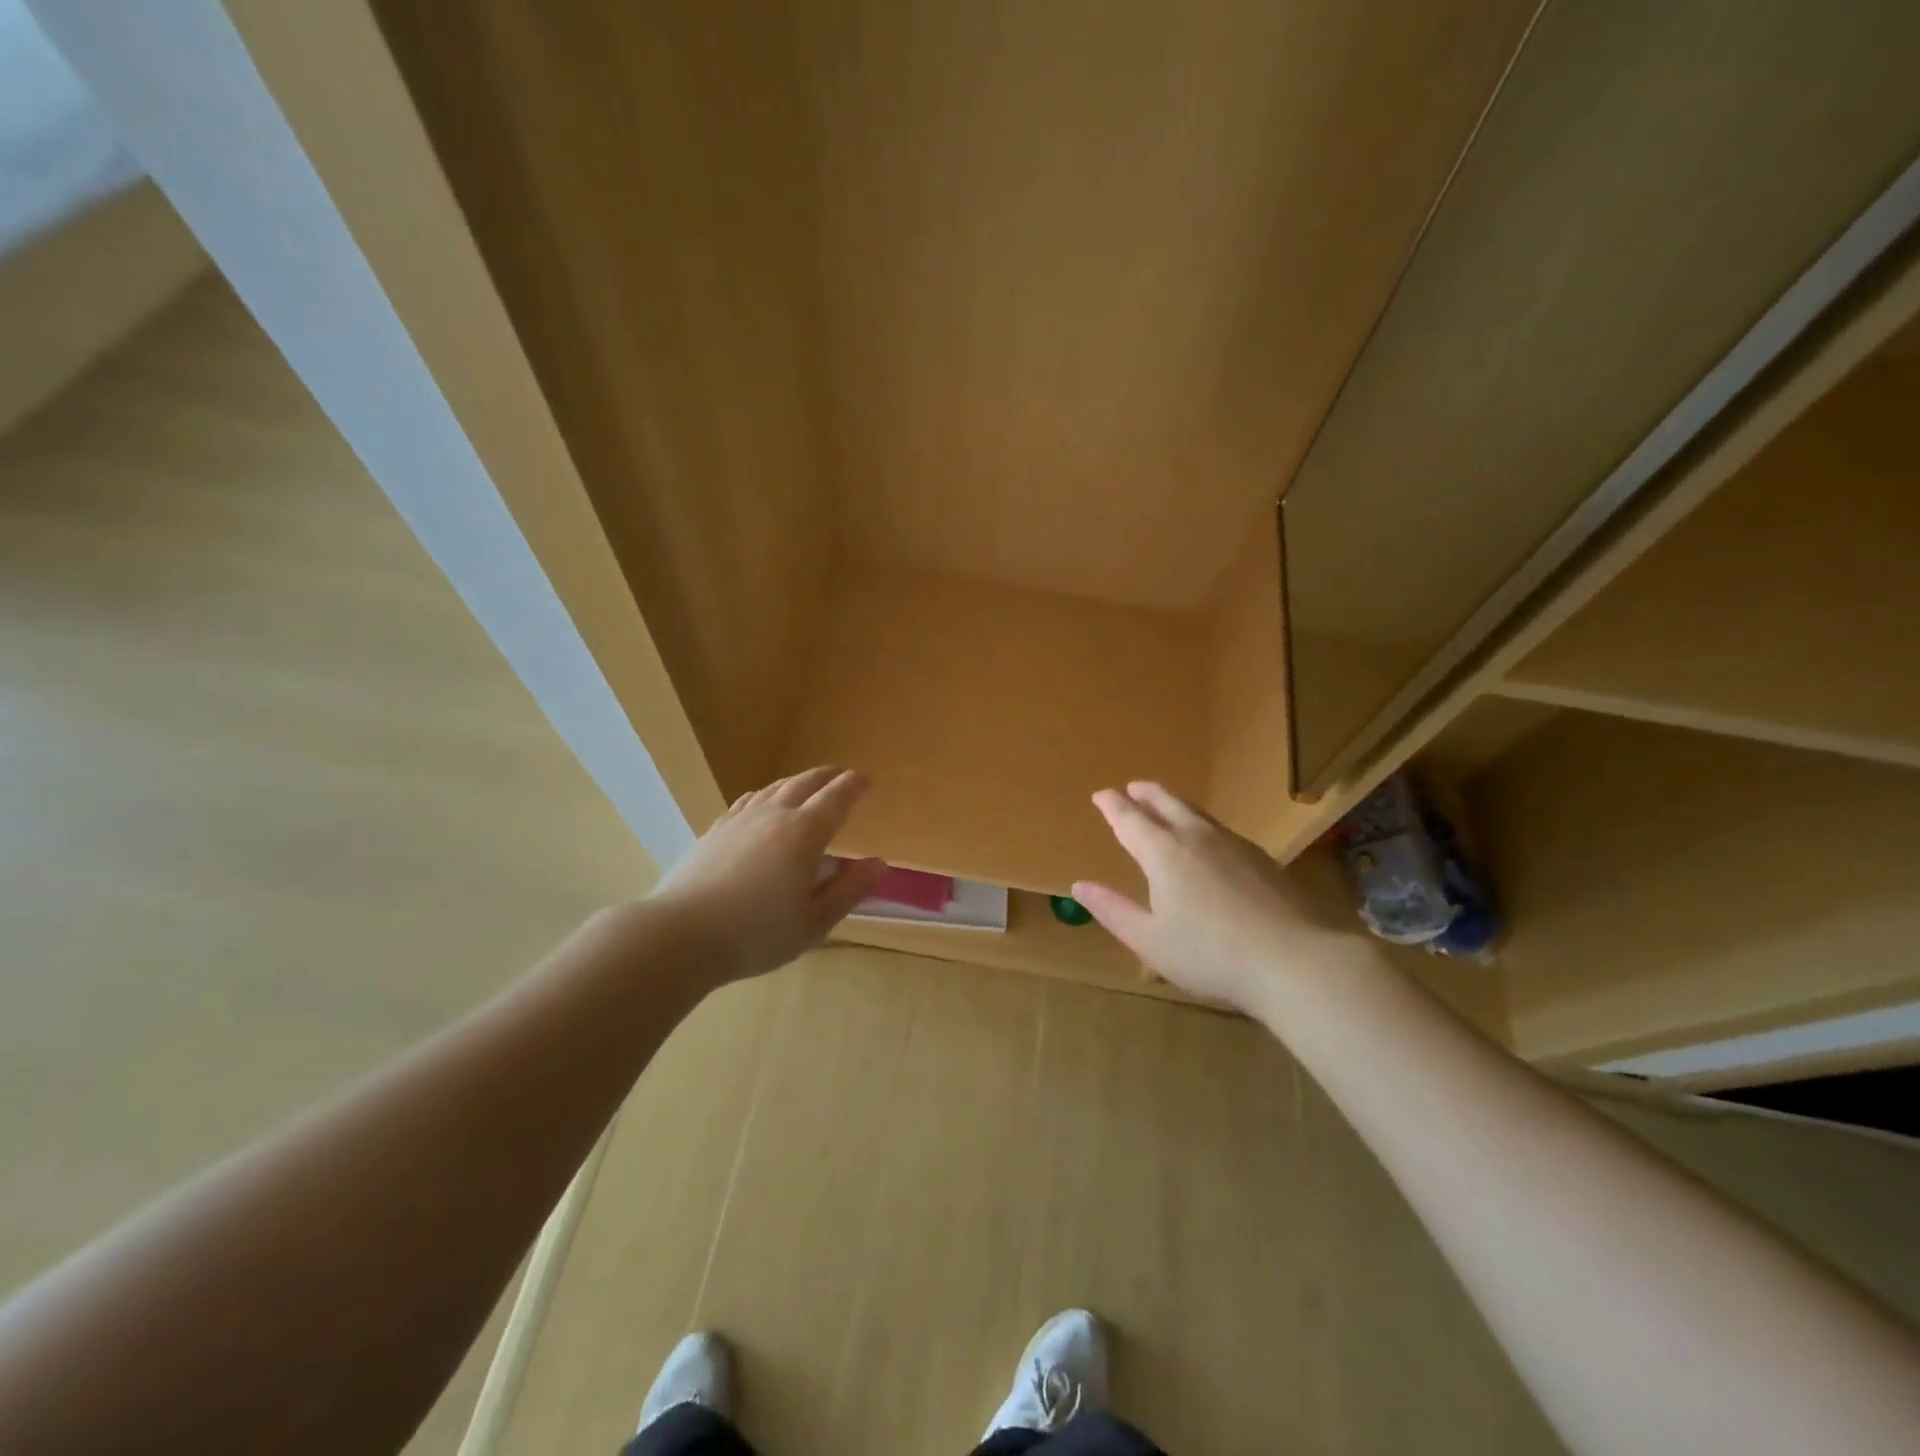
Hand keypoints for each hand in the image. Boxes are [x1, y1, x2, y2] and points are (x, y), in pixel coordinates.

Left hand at [652, 767, 885, 983]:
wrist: (681, 935)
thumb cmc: (756, 934)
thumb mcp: (814, 922)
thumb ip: (849, 890)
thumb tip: (879, 863)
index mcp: (805, 833)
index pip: (837, 798)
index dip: (854, 786)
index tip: (866, 779)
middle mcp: (775, 815)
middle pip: (806, 783)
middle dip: (828, 776)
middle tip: (842, 775)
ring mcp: (741, 819)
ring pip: (776, 787)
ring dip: (799, 781)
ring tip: (808, 784)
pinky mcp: (716, 829)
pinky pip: (749, 800)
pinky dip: (767, 794)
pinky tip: (763, 802)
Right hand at [1073, 781, 1335, 1013]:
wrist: (1294, 959)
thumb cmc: (1210, 954)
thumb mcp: (1150, 940)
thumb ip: (1113, 910)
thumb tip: (1080, 886)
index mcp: (1163, 852)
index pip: (1129, 818)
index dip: (1112, 805)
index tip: (1100, 795)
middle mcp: (1196, 836)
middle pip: (1166, 802)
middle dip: (1145, 793)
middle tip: (1132, 787)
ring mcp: (1233, 844)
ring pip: (1196, 811)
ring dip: (1173, 802)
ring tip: (1165, 804)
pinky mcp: (1261, 858)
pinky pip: (1219, 827)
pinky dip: (1200, 822)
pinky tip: (1207, 840)